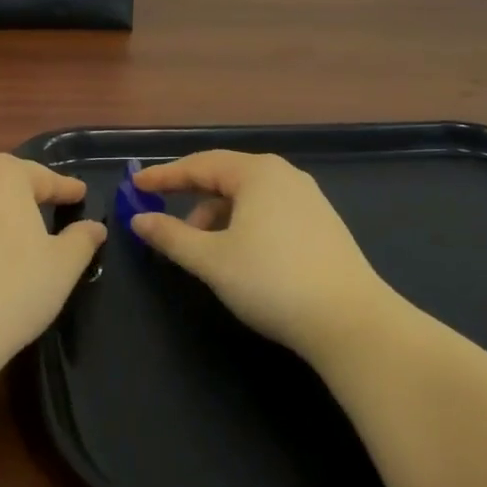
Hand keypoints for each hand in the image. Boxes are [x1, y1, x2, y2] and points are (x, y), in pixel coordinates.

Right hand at [130, 150, 390, 358]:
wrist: (351, 322)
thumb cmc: (271, 281)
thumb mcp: (211, 260)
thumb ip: (171, 236)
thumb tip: (139, 220)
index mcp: (257, 172)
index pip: (199, 164)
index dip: (164, 176)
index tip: (135, 187)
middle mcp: (284, 176)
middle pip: (225, 177)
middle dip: (193, 199)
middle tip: (167, 224)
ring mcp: (308, 199)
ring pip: (249, 198)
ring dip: (218, 217)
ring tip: (204, 251)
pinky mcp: (323, 225)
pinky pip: (270, 212)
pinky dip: (244, 226)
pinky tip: (240, 256)